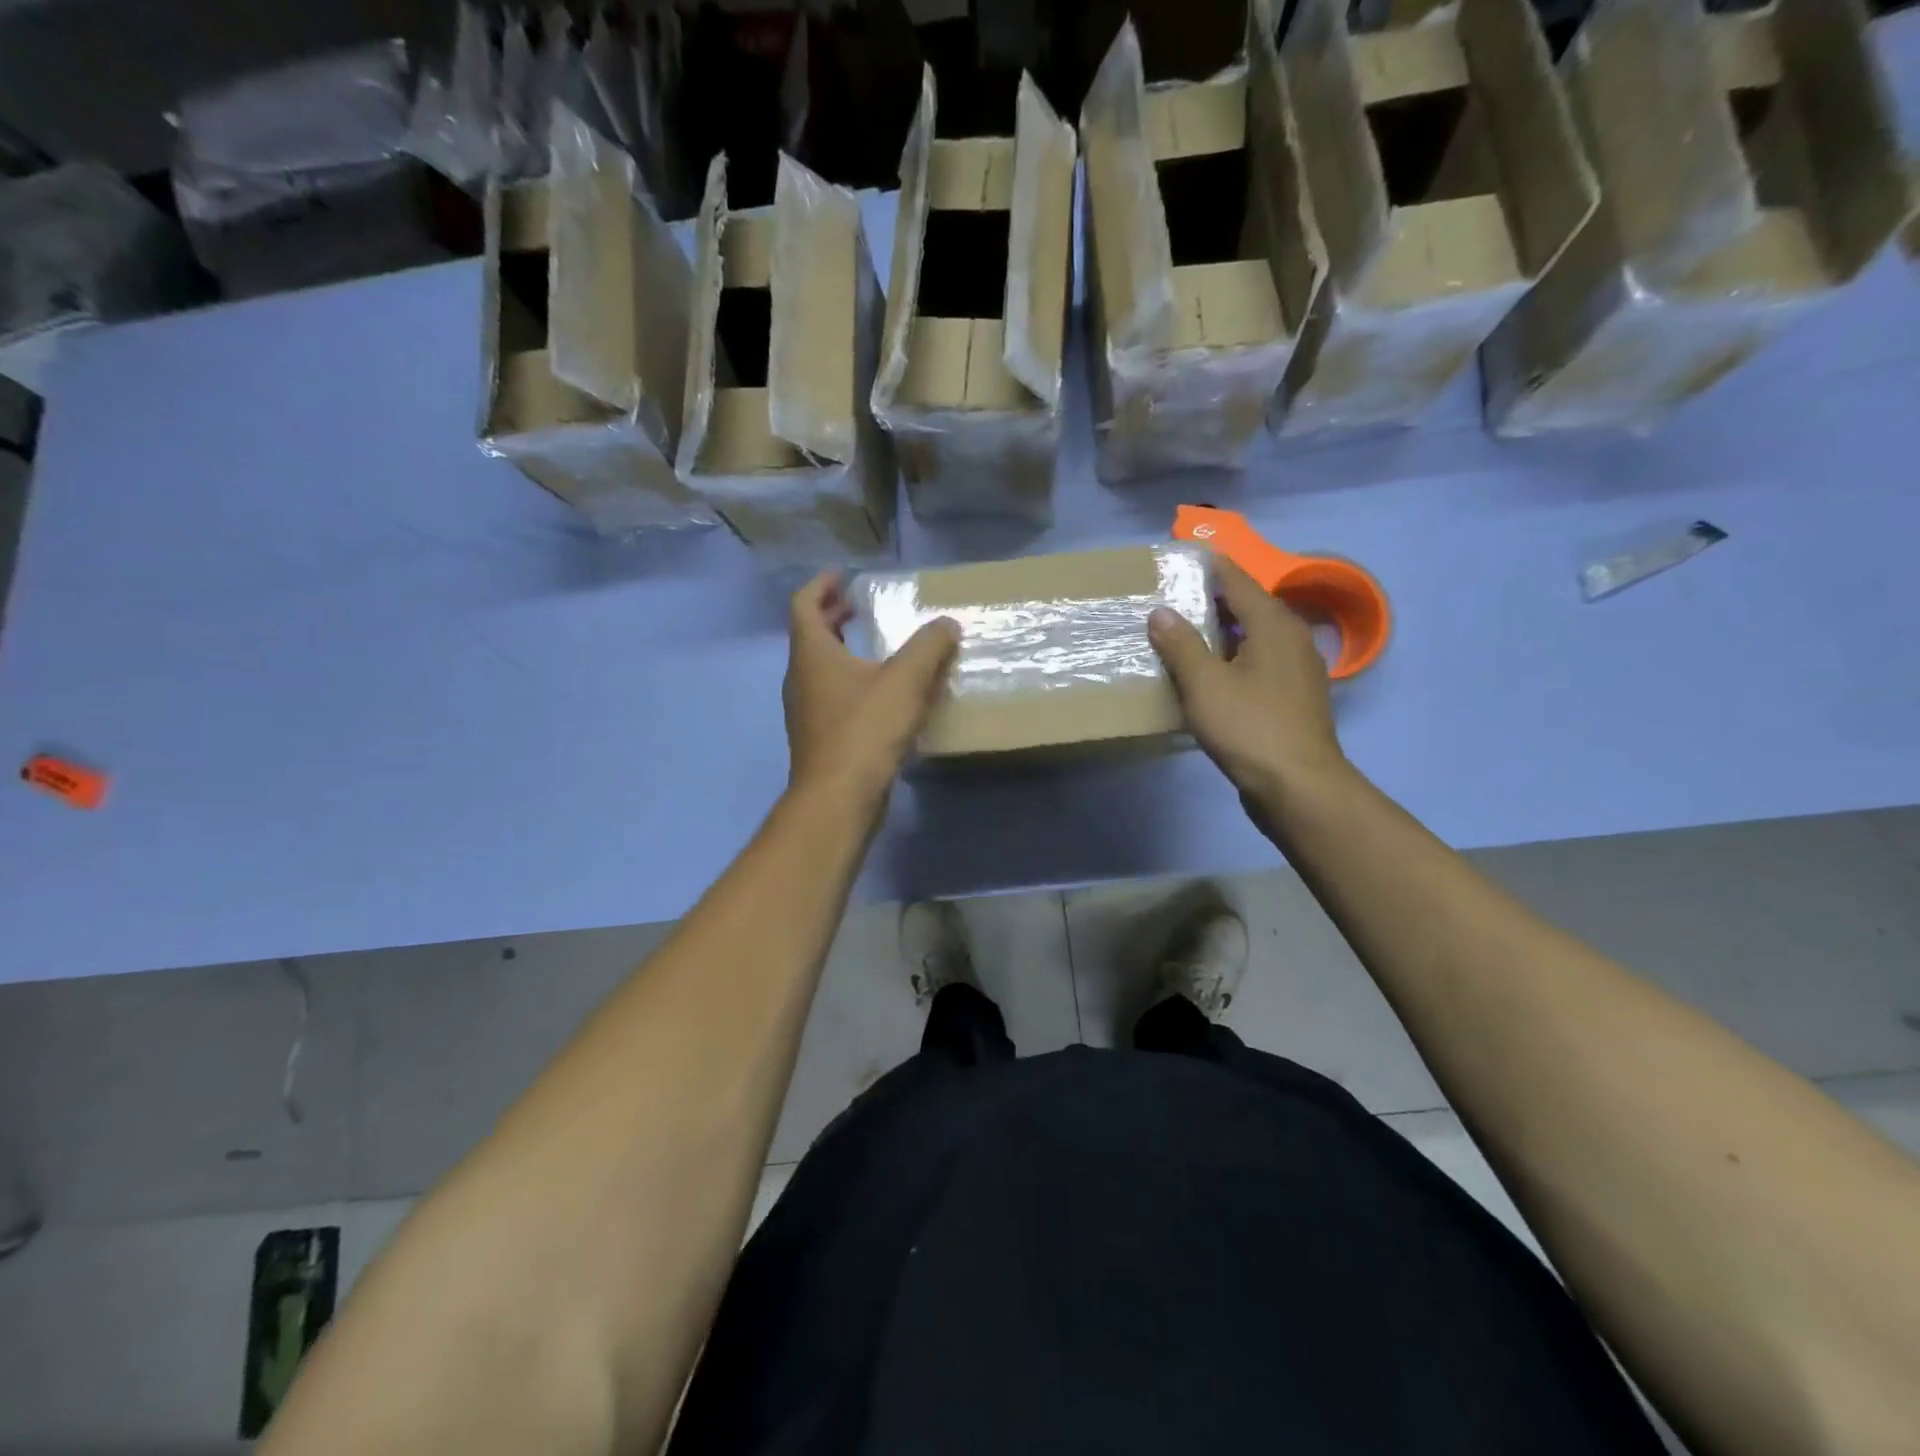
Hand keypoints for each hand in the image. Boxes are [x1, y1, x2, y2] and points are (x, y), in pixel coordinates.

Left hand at [782, 571, 959, 808]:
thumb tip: (946, 624)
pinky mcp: (819, 738)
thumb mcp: (905, 681)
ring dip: (841, 651)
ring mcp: (806, 711)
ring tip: (874, 649)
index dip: (821, 585)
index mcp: (812, 654)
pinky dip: (849, 682)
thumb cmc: (865, 730)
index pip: (804, 604)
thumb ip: (929, 647)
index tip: (842, 576)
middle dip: (832, 617)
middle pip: (810, 636)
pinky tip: (880, 696)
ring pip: (819, 668)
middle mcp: (801, 678)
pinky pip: (831, 696)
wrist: (838, 798)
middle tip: (859, 608)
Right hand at [1148, 557, 1346, 803]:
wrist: (1297, 785)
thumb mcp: (1204, 683)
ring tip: (1184, 635)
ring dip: (1221, 633)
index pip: (1237, 580)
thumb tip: (1160, 612)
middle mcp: (1292, 638)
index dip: (1209, 567)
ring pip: (1254, 638)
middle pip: (1248, 607)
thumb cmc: (1249, 726)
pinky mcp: (1294, 697)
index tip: (1181, 559)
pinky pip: (1259, 663)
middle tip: (1172, 599)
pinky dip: (1233, 659)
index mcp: (1273, 624)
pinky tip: (1210, 675)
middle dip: (1212, 601)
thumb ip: (1181, 644)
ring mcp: (1297, 669)